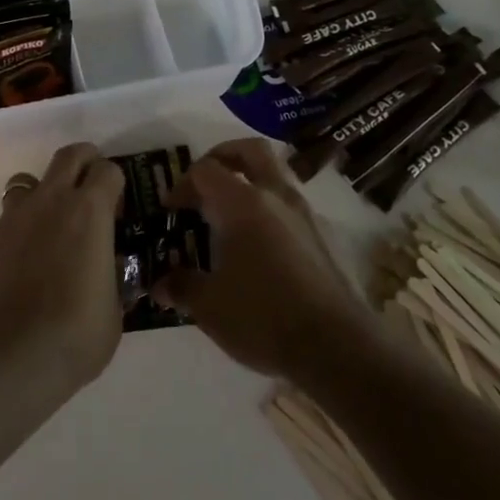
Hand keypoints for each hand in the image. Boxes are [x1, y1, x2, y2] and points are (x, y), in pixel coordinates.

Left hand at [0, 142, 125, 405]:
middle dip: (84, 162)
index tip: (119, 209)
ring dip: (44, 195)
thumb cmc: (76, 334)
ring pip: (28, 183)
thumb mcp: (114, 310)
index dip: (116, 184)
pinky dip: (19, 235)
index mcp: (89, 212)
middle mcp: (49, 203)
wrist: (8, 360)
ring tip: (52, 228)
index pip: (108, 170)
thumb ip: (112, 278)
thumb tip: (108, 269)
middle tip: (91, 187)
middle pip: (68, 156)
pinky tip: (23, 268)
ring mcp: (12, 220)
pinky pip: (7, 224)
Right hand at [154, 138, 376, 381]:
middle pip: (250, 151)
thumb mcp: (209, 307)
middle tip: (204, 181)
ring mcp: (307, 215)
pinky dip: (272, 213)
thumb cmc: (264, 318)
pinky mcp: (326, 238)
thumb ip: (182, 287)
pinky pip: (293, 208)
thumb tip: (160, 284)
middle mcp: (277, 197)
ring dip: (251, 184)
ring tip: (231, 217)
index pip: (206, 170)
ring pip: (276, 177)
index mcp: (243, 204)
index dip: (182, 184)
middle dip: (223, 156)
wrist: (338, 348)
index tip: (171, 210)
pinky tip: (261, 249)